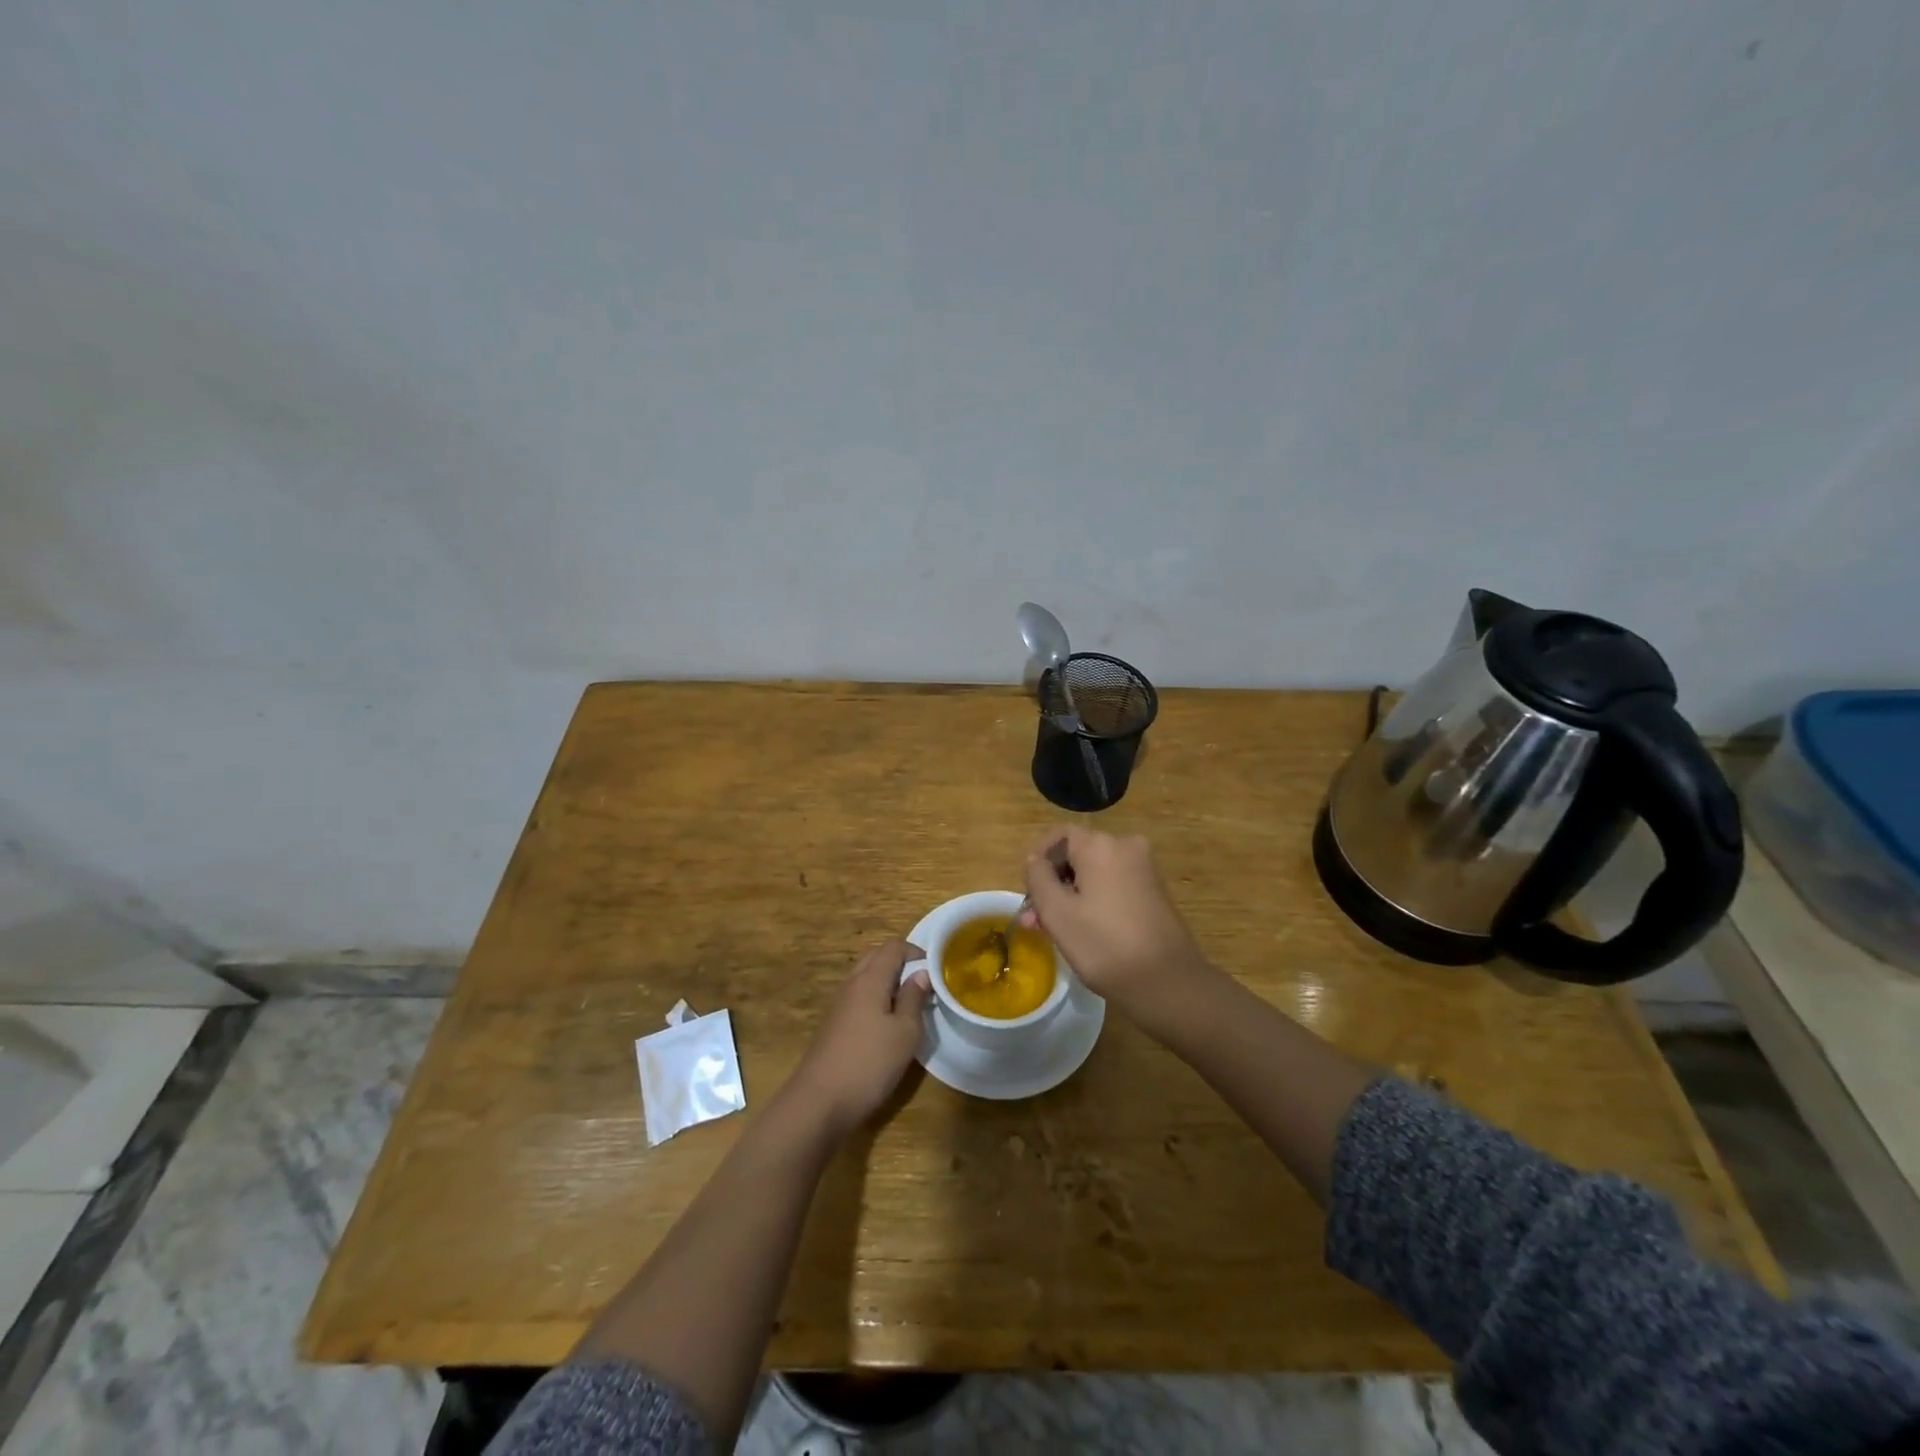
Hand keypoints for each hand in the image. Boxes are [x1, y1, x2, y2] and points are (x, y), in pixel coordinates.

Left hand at [788, 940, 931, 1138]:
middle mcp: (852, 984)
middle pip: (876, 958)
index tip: (936, 971)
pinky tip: (887, 1025)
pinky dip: (875, 999)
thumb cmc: (869, 1063)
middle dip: (901, 964)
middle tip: (923, 985)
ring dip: (888, 982)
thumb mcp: (904, 1033)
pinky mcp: (833, 1025)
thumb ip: (914, 999)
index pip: (893, 947)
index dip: (916, 952)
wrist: (819, 1102)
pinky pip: (858, 998)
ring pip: (866, 978)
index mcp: (870, 979)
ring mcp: (839, 1005)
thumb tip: (922, 973)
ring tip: (909, 1005)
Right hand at [1019, 827, 1208, 1010]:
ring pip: (1094, 873)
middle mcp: (1126, 847)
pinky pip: (1113, 885)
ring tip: (1052, 931)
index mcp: (1101, 845)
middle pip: (1077, 855)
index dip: (1038, 858)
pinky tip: (1082, 930)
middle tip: (1034, 920)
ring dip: (1070, 895)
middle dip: (1052, 884)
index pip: (1060, 835)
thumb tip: (1035, 860)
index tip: (1026, 890)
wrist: (1168, 983)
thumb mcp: (1057, 913)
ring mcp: (1144, 869)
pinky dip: (1094, 901)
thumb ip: (1038, 878)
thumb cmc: (1104, 945)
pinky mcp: (1154, 892)